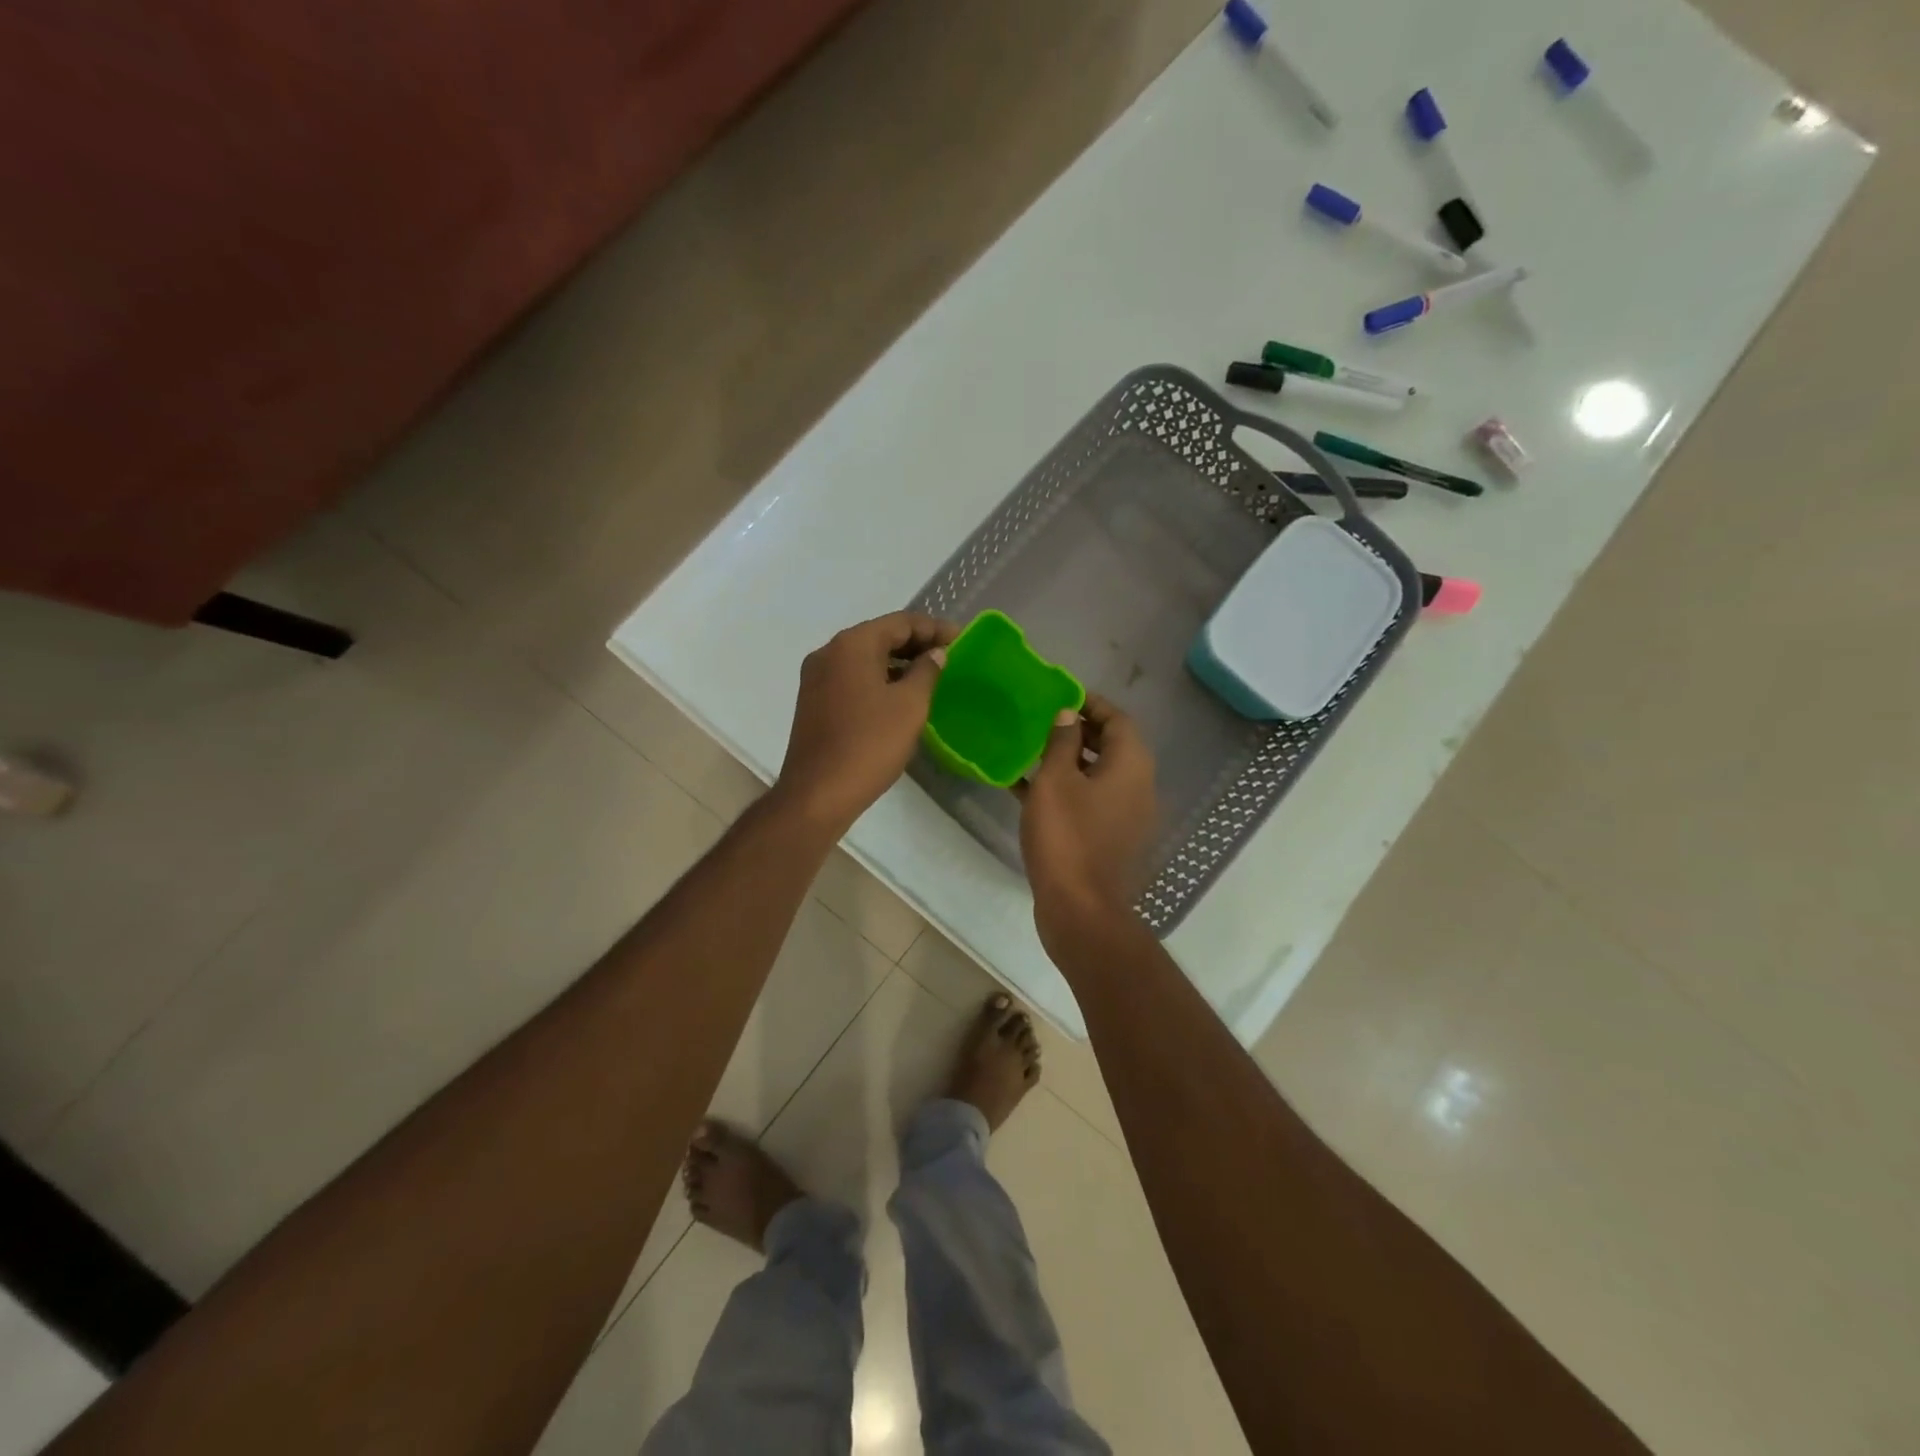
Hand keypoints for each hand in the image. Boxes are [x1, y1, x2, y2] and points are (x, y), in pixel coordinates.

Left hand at [774, 612, 958, 836]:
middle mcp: (829, 652)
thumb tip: (935, 654)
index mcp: (852, 645)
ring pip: (864, 658)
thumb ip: (926, 671)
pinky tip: (899, 696)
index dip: (934, 628)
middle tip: (949, 656)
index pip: (900, 622)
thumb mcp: (910, 705)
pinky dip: (878, 678)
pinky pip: (852, 678)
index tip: (962, 639)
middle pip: (879, 636)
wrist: (818, 793)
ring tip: (929, 676)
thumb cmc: (869, 744)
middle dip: (915, 643)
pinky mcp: (813, 701)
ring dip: (897, 662)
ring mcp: (816, 678)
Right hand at [1018, 694, 1158, 950]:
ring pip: (1098, 775)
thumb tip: (1069, 714)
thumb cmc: (1066, 836)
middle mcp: (1137, 785)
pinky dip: (1066, 790)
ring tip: (1030, 750)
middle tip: (1041, 721)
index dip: (1091, 704)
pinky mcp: (1110, 838)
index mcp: (1131, 765)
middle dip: (1078, 730)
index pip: (1118, 719)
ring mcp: (1126, 815)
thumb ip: (1062, 741)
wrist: (1080, 908)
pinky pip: (1089, 801)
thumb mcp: (1055, 780)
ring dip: (1068, 760)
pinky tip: (1026, 788)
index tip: (1061, 696)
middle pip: (1111, 746)